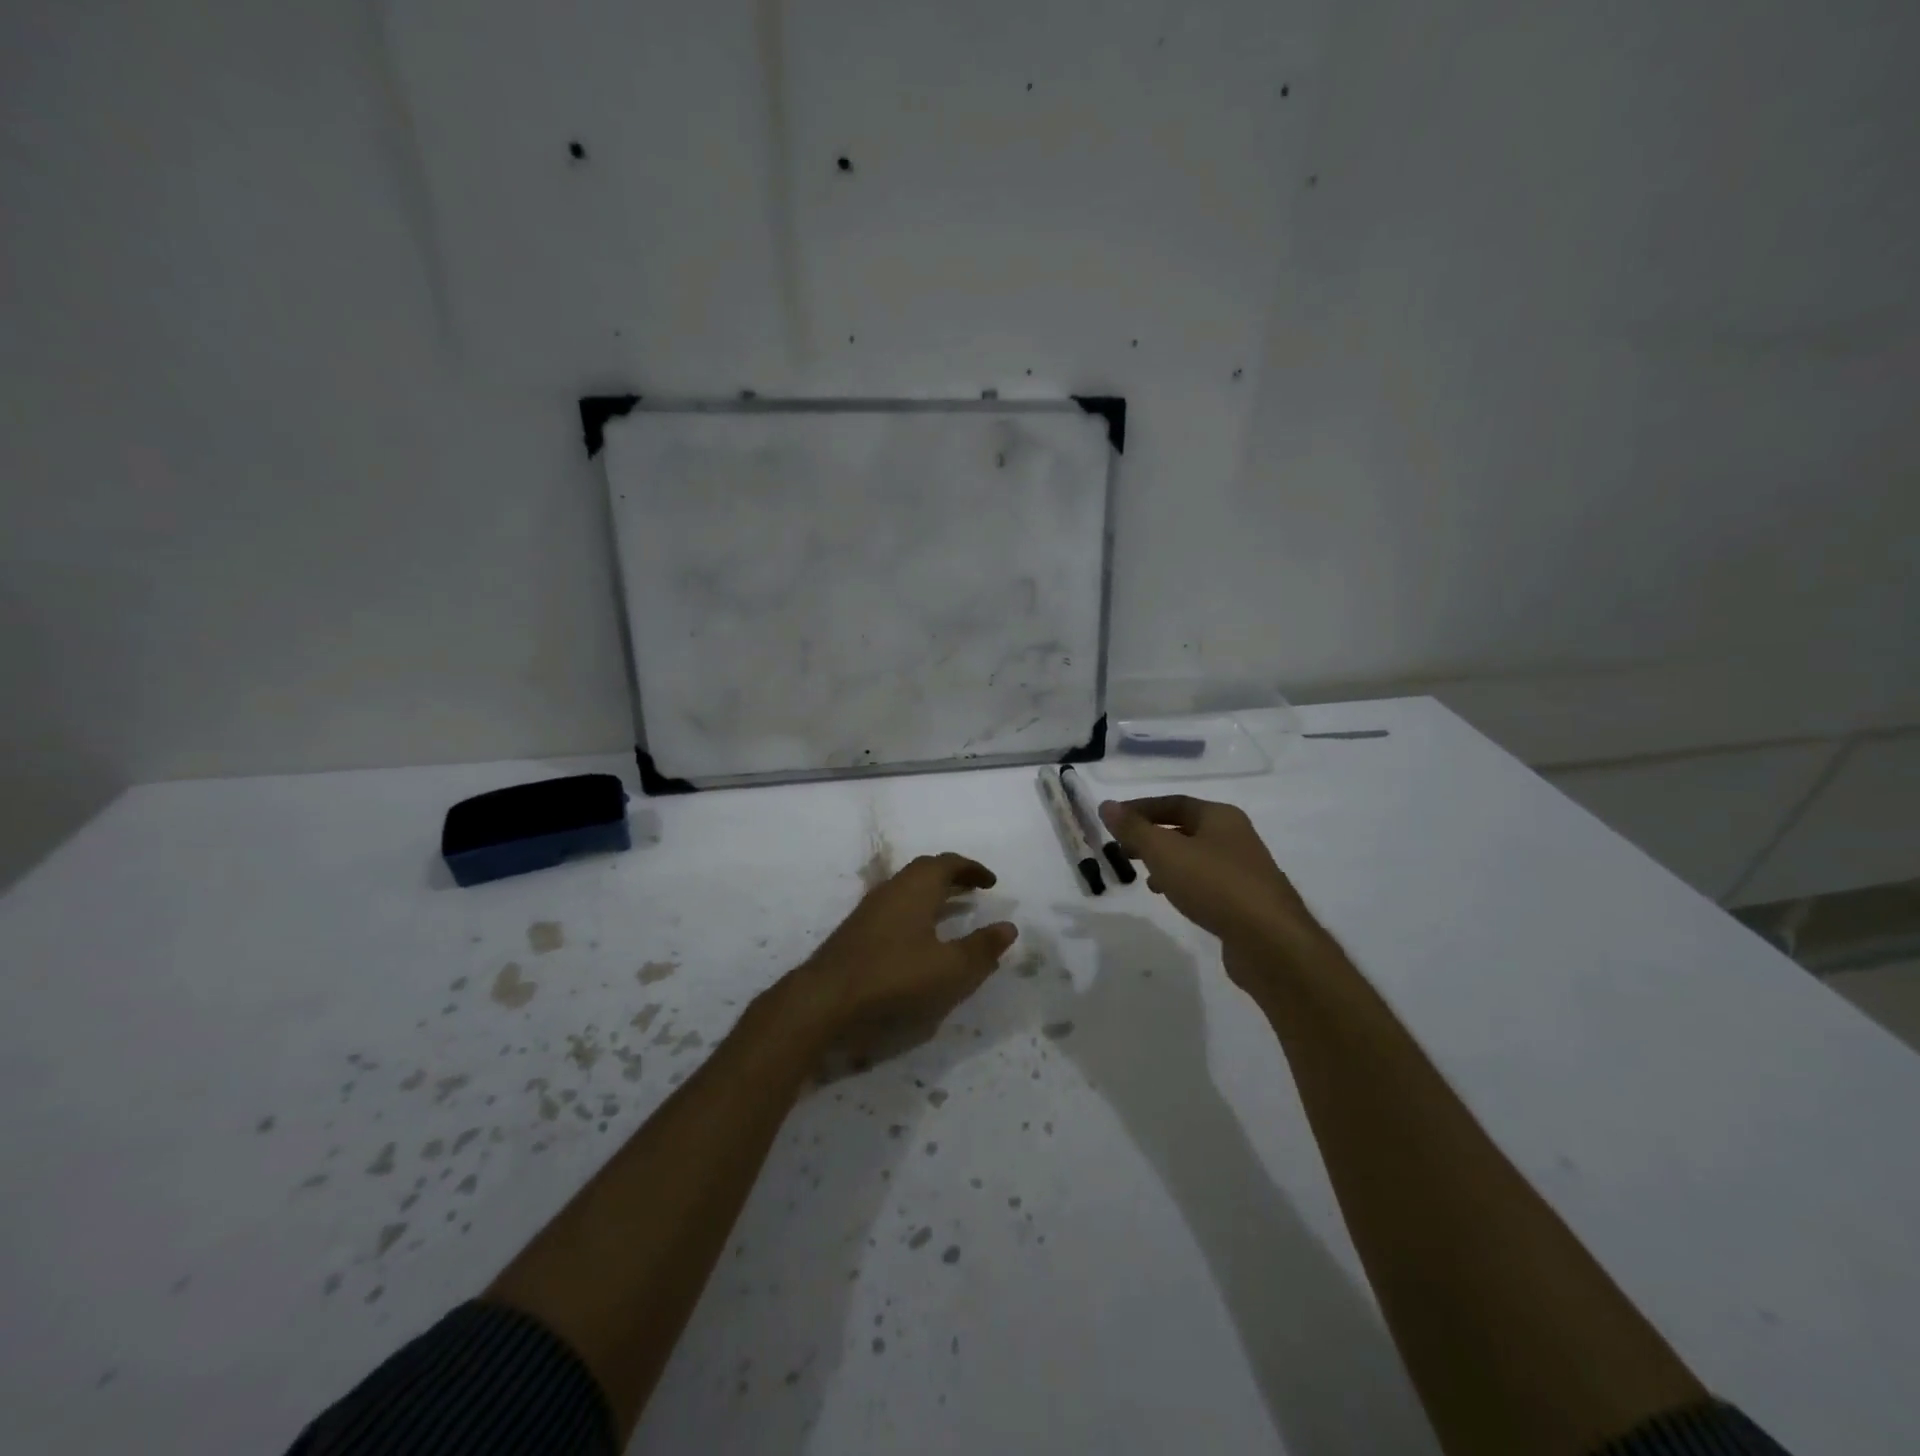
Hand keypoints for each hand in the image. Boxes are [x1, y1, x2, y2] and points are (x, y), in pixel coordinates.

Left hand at [797, 853, 1017, 1063]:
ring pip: (908, 889)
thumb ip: (982, 948)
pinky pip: (896, 906)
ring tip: (953, 910)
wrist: (826, 998)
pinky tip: (920, 937)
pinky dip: (917, 910)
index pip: (948, 863)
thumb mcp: (950, 969)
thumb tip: (1008, 927)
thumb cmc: (895, 977)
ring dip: (933, 893)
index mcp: (916, 888)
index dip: (972, 869)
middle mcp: (892, 889)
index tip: (992, 883)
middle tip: (974, 890)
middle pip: (926, 871)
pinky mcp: (858, 930)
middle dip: (953, 876)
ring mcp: (871, 909)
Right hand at [1099, 796, 1321, 983]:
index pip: (1173, 803)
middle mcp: (1235, 836)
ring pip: (1195, 856)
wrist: (1270, 941)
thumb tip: (1106, 805)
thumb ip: (1134, 829)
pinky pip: (1206, 881)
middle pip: (1185, 828)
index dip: (1139, 809)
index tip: (1112, 820)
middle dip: (1152, 836)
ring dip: (1166, 861)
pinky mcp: (1246, 900)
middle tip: (1122, 848)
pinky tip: (1170, 896)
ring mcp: (1244, 869)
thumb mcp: (1165, 853)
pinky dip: (1183, 882)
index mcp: (1220, 816)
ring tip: (1141, 874)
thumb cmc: (1214, 885)